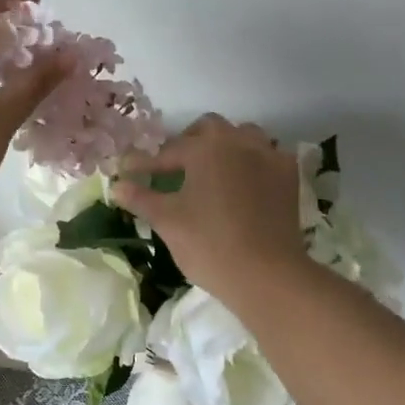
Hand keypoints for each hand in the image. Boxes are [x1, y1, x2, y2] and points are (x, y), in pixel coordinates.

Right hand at [111, 114, 310, 299]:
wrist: (266, 275)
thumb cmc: (209, 243)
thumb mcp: (167, 220)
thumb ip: (140, 198)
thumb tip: (116, 185)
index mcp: (206, 148)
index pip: (168, 152)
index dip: (145, 163)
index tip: (128, 170)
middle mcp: (238, 142)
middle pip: (209, 129)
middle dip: (188, 142)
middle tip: (173, 166)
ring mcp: (268, 157)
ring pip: (243, 135)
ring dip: (225, 146)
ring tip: (212, 169)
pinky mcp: (288, 178)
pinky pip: (269, 156)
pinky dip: (254, 161)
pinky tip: (246, 180)